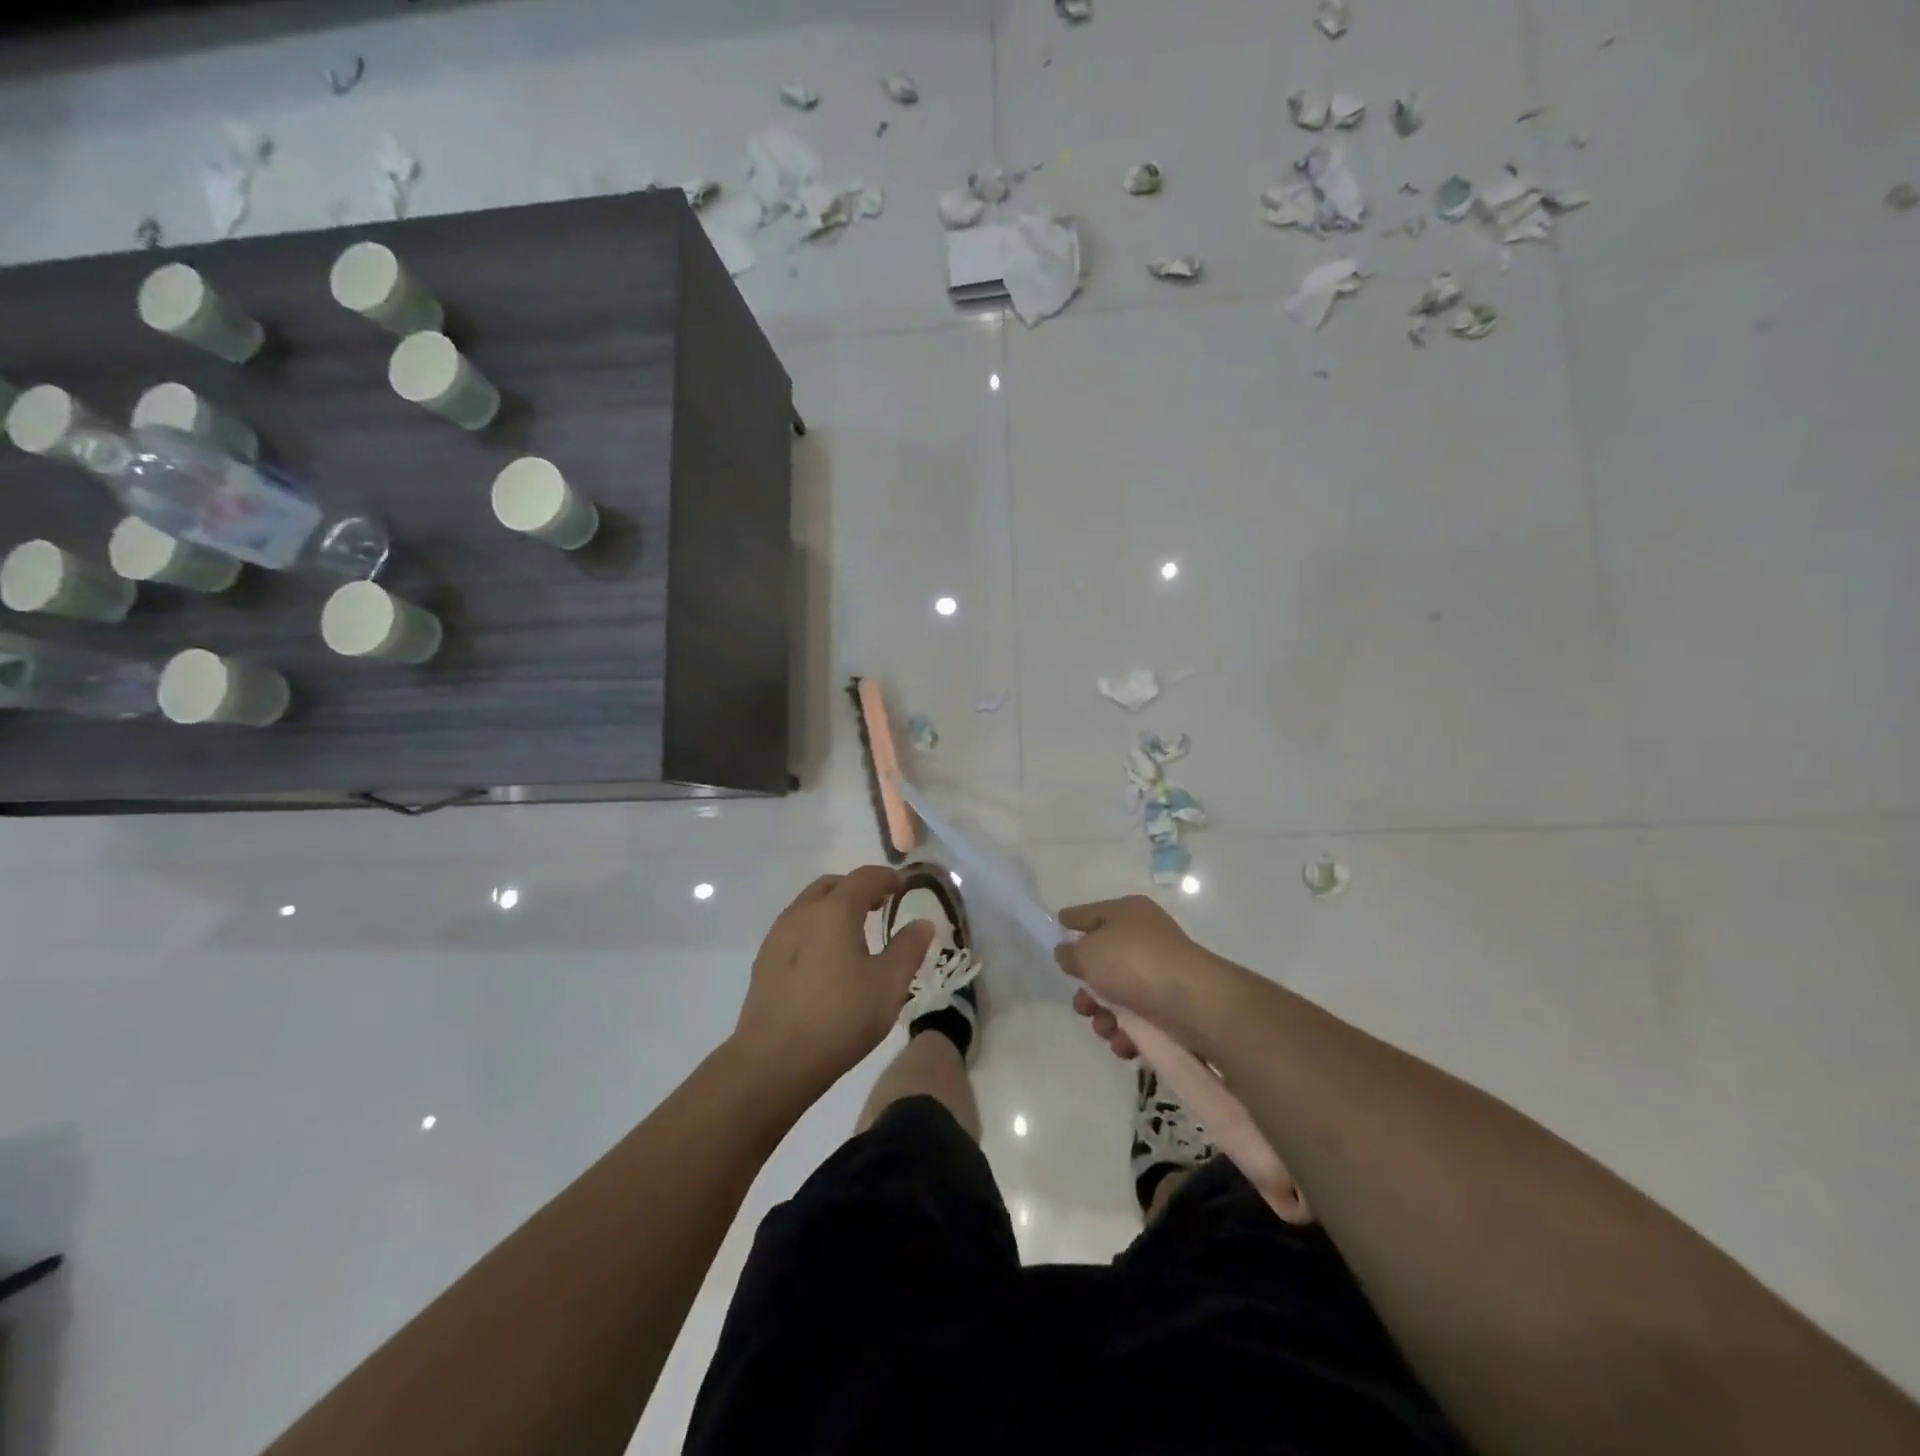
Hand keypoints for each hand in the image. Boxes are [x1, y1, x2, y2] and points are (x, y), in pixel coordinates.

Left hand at [733, 866, 934, 1095]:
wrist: (774, 1061)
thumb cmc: (840, 1017)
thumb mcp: (889, 984)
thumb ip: (909, 948)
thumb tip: (923, 923)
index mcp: (834, 910)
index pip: (864, 877)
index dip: (887, 878)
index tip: (902, 888)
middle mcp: (802, 913)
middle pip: (832, 886)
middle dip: (857, 889)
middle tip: (879, 906)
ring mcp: (777, 936)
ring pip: (809, 906)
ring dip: (834, 908)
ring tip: (854, 934)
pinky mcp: (764, 961)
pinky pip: (795, 929)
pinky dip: (816, 929)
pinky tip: (826, 960)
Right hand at [1055, 895, 1240, 1058]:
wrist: (1191, 1001)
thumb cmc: (1133, 962)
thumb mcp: (1087, 952)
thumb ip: (1070, 953)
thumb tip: (1069, 953)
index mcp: (1126, 913)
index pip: (1091, 913)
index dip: (1071, 921)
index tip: (1057, 929)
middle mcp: (1145, 938)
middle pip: (1103, 962)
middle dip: (1087, 990)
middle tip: (1082, 1005)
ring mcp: (1160, 973)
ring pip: (1119, 996)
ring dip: (1104, 1017)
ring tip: (1105, 1028)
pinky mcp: (1172, 1007)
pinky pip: (1140, 1020)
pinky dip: (1128, 1033)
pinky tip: (1125, 1042)